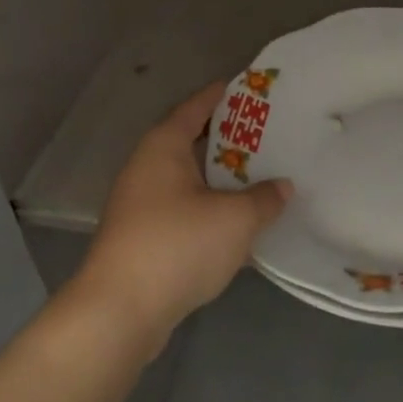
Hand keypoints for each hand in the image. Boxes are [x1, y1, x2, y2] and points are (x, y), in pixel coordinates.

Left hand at [70, 81, 289, 350]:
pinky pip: (181, 208)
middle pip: (189, 141)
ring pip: (186, 178)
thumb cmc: (177, 246)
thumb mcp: (235, 219)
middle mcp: (146, 168)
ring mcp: (138, 204)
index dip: (219, 96)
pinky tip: (233, 221)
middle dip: (225, 139)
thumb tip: (283, 186)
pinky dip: (206, 206)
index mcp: (163, 147)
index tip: (245, 88)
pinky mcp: (140, 238)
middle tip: (263, 134)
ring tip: (256, 176)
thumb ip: (264, 199)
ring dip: (217, 177)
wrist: (119, 313)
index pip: (194, 108)